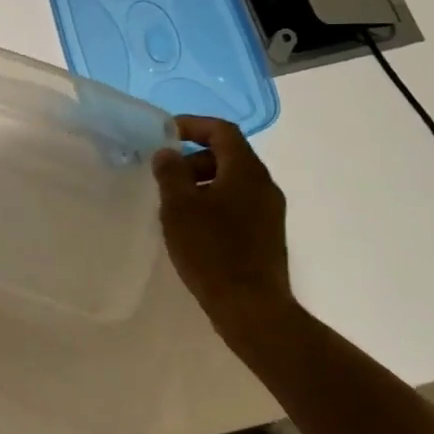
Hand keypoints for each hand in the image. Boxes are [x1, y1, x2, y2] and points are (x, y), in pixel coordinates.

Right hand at [153, 116, 292, 338]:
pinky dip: (213, 202)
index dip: (193, 125)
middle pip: (228, 155)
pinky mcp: (266, 234)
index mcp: (246, 171)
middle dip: (193, 157)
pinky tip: (192, 227)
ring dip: (202, 182)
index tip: (165, 133)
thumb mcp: (179, 207)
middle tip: (165, 174)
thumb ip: (171, 172)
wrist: (252, 308)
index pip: (222, 131)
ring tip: (174, 203)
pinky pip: (237, 204)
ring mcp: (269, 211)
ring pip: (232, 181)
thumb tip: (168, 152)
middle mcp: (263, 185)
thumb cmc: (211, 250)